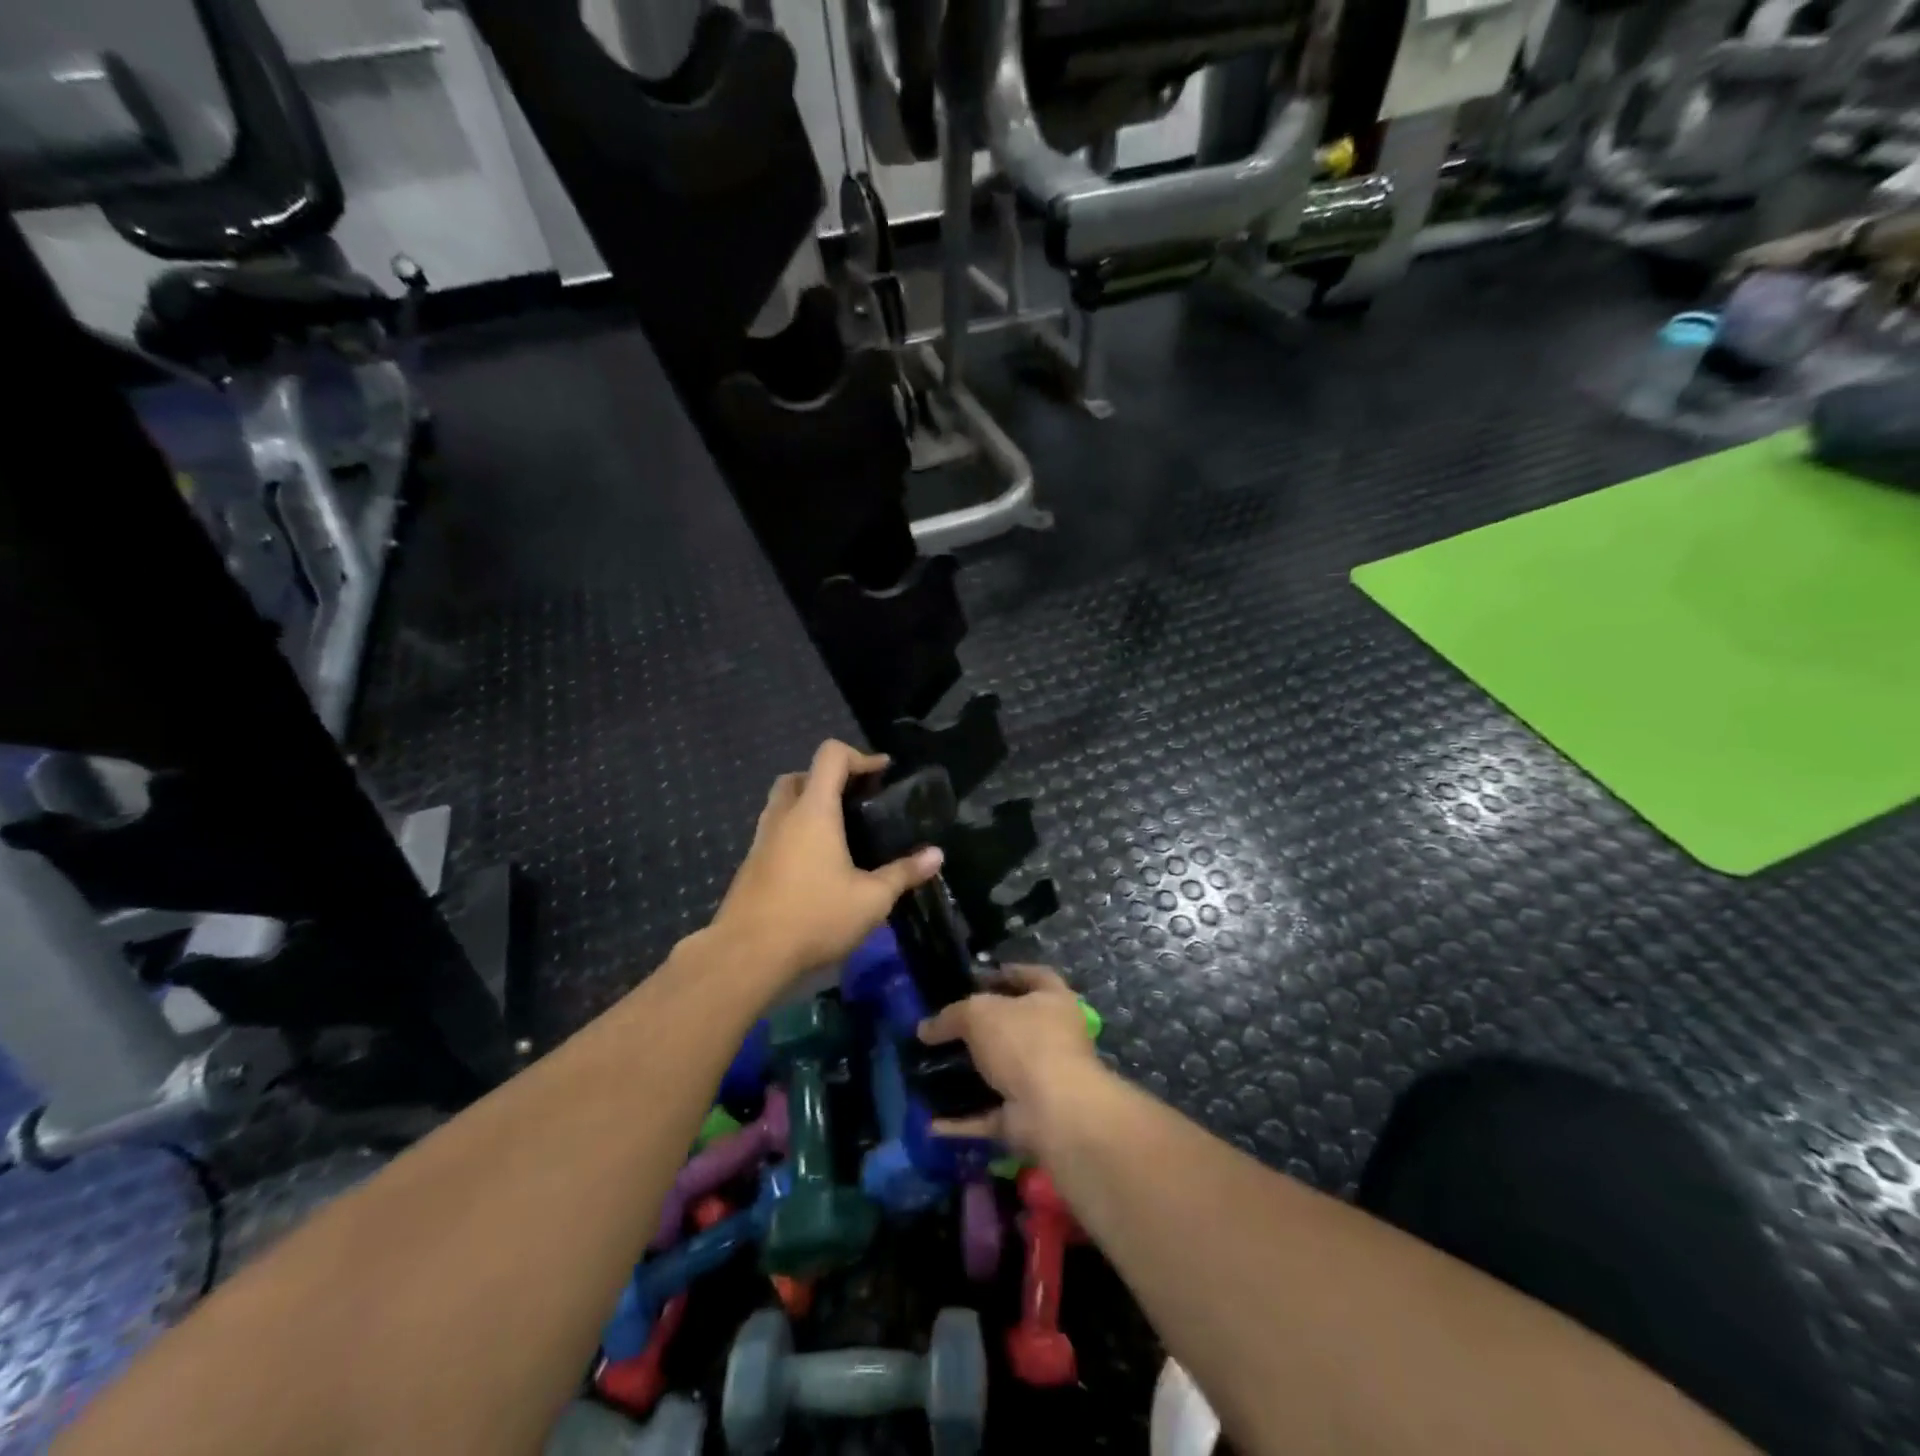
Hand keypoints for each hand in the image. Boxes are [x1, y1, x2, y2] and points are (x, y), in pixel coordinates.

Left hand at [711, 740, 942, 986]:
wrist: (747, 955)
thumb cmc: (814, 916)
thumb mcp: (871, 899)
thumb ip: (904, 873)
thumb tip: (937, 855)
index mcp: (813, 810)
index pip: (831, 755)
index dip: (860, 756)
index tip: (882, 774)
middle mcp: (783, 816)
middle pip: (800, 775)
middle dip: (828, 780)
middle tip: (855, 803)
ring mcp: (761, 840)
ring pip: (782, 804)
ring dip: (808, 806)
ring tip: (840, 835)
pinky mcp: (751, 866)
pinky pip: (774, 833)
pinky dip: (795, 834)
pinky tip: (816, 866)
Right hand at [917, 965, 1107, 1157]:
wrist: (1053, 1112)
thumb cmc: (1024, 1043)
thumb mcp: (979, 1013)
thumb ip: (951, 1016)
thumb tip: (925, 1028)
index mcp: (1054, 1001)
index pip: (1034, 976)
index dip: (1007, 973)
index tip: (976, 979)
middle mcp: (1054, 1039)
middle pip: (1014, 1027)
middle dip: (981, 1030)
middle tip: (946, 1028)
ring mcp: (1042, 1081)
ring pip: (1000, 1074)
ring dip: (968, 1077)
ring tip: (932, 1072)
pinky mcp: (1028, 1118)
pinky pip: (989, 1115)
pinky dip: (964, 1119)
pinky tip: (932, 1120)